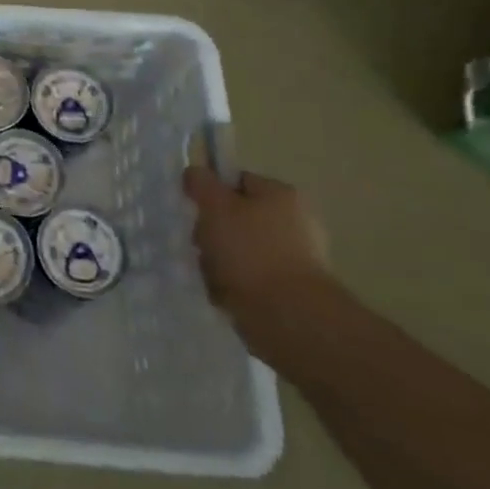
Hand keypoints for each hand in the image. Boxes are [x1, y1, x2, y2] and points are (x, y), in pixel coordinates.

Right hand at [183, 166, 330, 333]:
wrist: (288, 315)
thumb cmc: (251, 251)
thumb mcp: (216, 206)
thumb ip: (202, 184)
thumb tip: (195, 172)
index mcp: (282, 195)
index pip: (237, 181)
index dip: (212, 193)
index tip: (196, 210)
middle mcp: (294, 222)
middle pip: (235, 218)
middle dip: (212, 232)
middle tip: (202, 245)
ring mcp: (294, 259)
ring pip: (238, 250)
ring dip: (218, 261)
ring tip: (212, 275)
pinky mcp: (290, 291)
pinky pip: (248, 279)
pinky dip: (232, 285)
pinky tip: (224, 294)